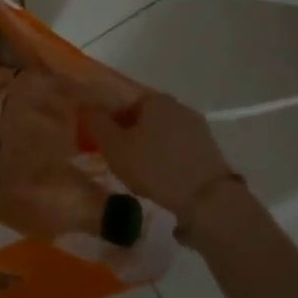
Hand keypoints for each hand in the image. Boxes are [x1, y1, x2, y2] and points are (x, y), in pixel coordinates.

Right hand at [83, 91, 233, 217]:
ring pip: (162, 133)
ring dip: (150, 147)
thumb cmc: (155, 167)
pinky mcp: (208, 149)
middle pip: (144, 116)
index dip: (109, 119)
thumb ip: (98, 124)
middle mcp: (177, 105)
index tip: (102, 141)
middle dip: (130, 133)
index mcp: (154, 99)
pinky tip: (163, 179)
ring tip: (140, 173)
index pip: (123, 100)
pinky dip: (168, 159)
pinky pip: (179, 150)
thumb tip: (88, 108)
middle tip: (119, 158)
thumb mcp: (115, 147)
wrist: (207, 199)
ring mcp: (196, 127)